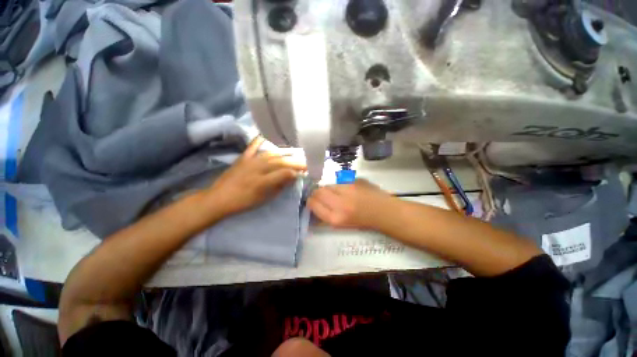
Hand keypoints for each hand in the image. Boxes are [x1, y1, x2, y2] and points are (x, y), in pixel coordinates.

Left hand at [207, 137, 305, 215]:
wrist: (219, 198)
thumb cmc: (244, 201)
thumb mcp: (265, 198)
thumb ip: (280, 186)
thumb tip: (292, 177)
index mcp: (264, 180)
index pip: (286, 172)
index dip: (298, 171)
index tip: (307, 171)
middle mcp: (259, 167)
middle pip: (281, 162)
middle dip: (295, 163)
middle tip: (305, 163)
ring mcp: (250, 161)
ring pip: (272, 154)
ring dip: (284, 153)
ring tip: (294, 153)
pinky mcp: (243, 158)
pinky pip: (253, 146)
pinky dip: (259, 140)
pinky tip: (266, 136)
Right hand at [308, 179, 392, 229]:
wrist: (384, 212)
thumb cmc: (363, 222)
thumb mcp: (341, 225)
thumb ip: (326, 214)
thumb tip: (314, 205)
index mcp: (335, 218)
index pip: (313, 204)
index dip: (311, 201)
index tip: (312, 201)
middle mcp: (340, 203)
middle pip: (318, 191)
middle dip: (317, 193)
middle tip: (322, 195)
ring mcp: (348, 189)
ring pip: (329, 184)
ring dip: (329, 188)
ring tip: (337, 193)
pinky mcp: (355, 180)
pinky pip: (340, 181)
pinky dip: (340, 185)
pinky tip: (348, 190)